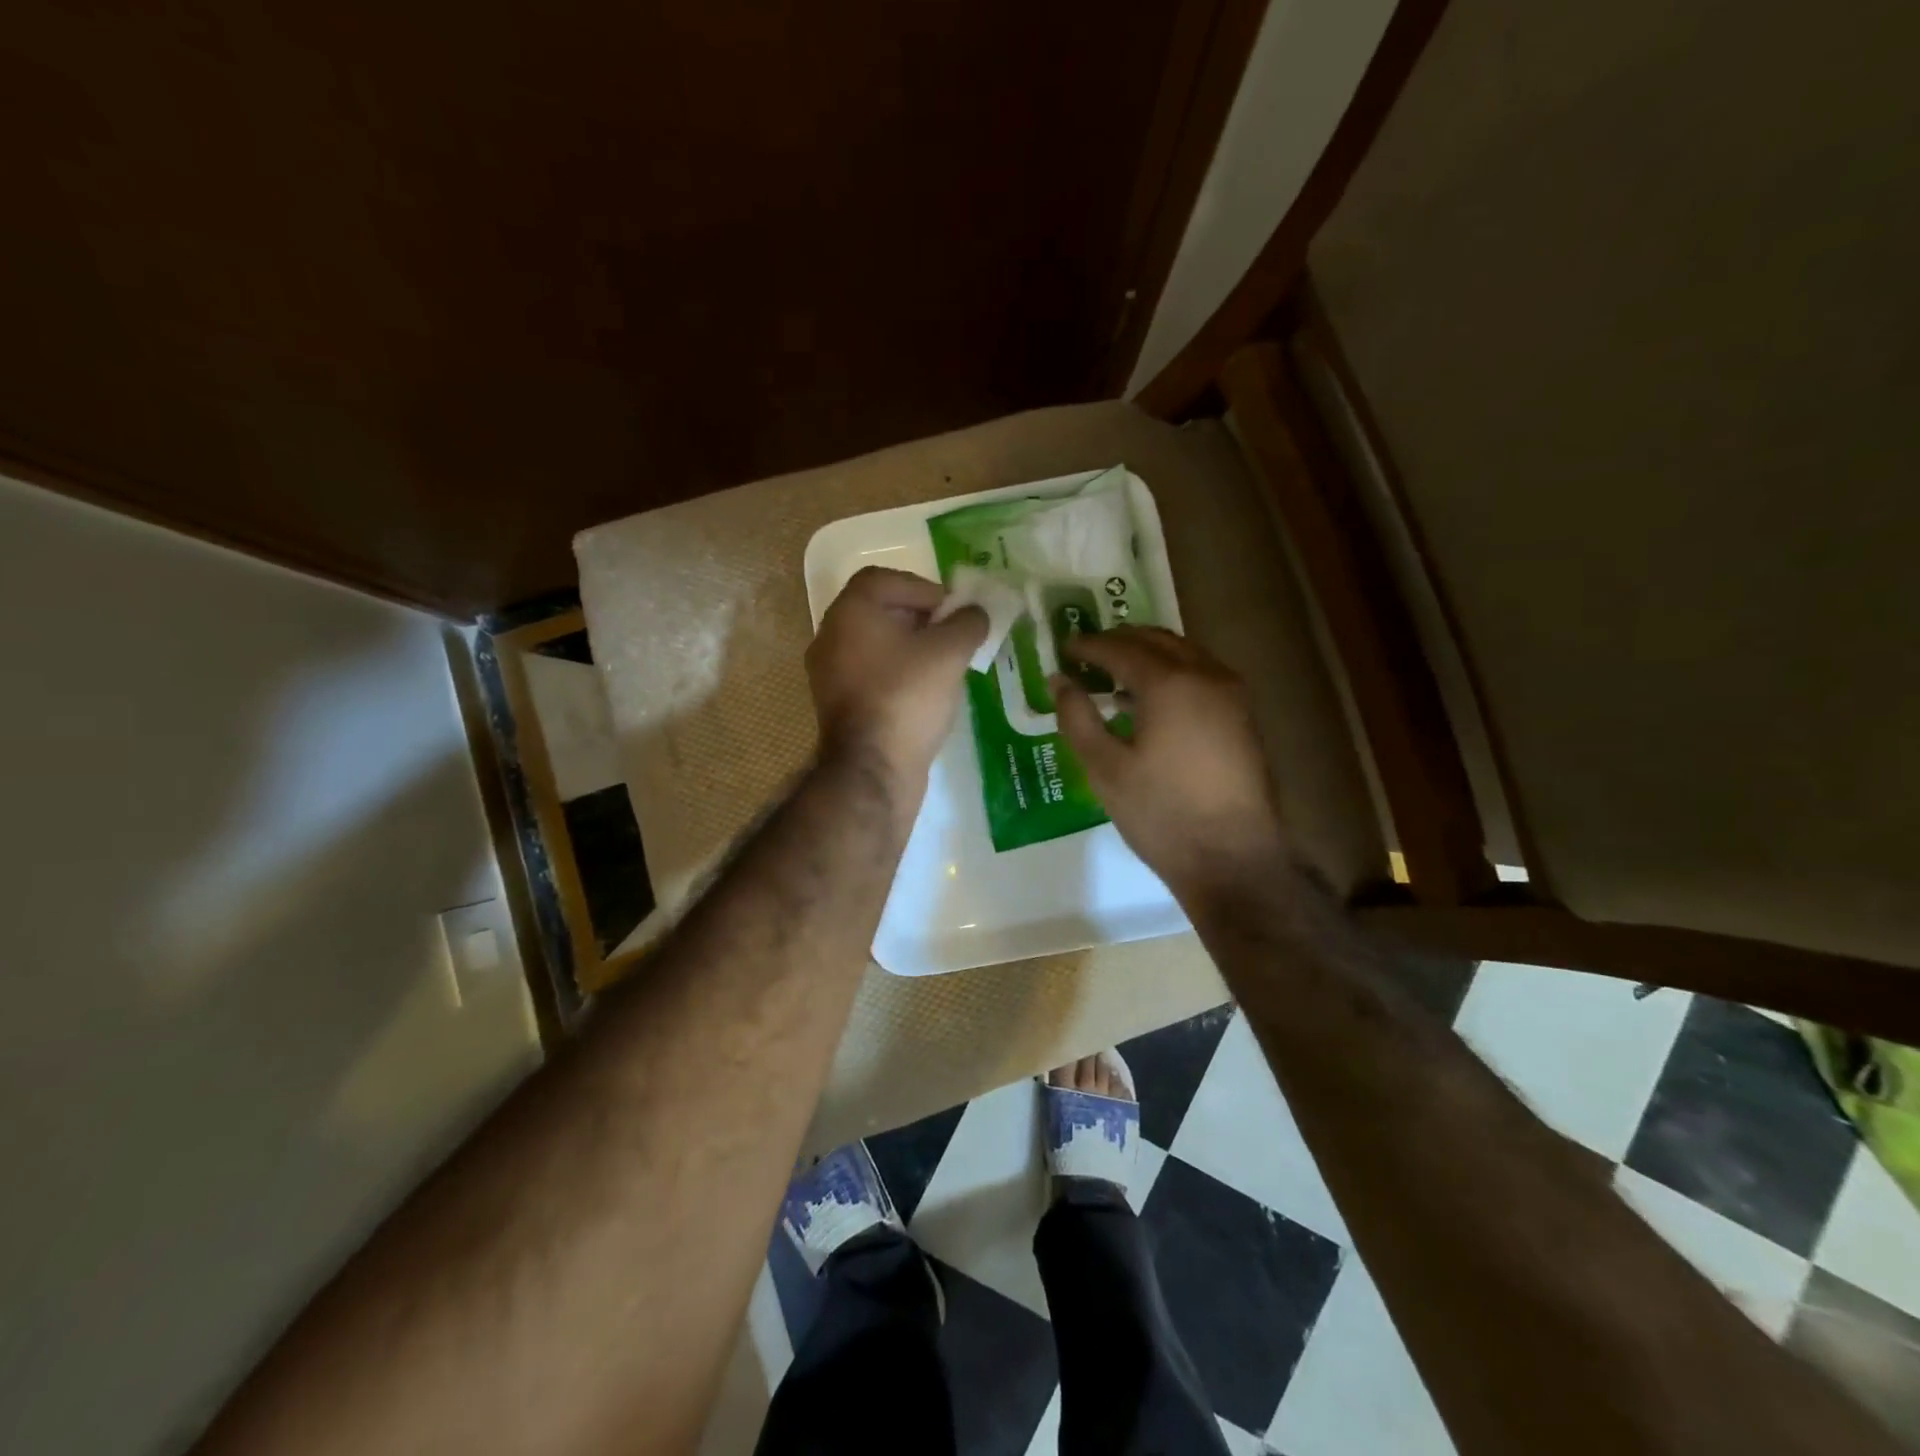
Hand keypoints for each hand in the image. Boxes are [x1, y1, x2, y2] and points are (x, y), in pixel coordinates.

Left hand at [807, 566, 986, 789]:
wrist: (872, 769)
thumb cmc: (907, 697)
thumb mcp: (949, 652)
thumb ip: (968, 623)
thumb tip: (975, 613)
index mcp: (849, 613)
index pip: (882, 579)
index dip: (922, 587)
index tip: (951, 610)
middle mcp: (830, 637)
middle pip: (878, 611)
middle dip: (919, 618)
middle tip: (952, 635)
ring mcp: (829, 675)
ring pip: (875, 645)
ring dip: (910, 648)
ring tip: (944, 664)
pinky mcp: (838, 706)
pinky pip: (871, 675)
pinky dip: (897, 674)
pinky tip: (925, 693)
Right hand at [1051, 627, 1291, 910]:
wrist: (1231, 858)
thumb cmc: (1160, 813)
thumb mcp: (1104, 767)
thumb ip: (1077, 717)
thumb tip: (1060, 681)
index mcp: (1170, 683)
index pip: (1121, 648)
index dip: (1088, 646)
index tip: (1064, 648)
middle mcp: (1206, 675)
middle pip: (1157, 640)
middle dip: (1120, 641)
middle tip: (1088, 654)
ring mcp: (1232, 694)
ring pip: (1184, 654)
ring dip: (1148, 655)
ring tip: (1114, 675)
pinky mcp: (1243, 716)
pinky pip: (1201, 675)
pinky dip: (1172, 673)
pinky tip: (1151, 701)